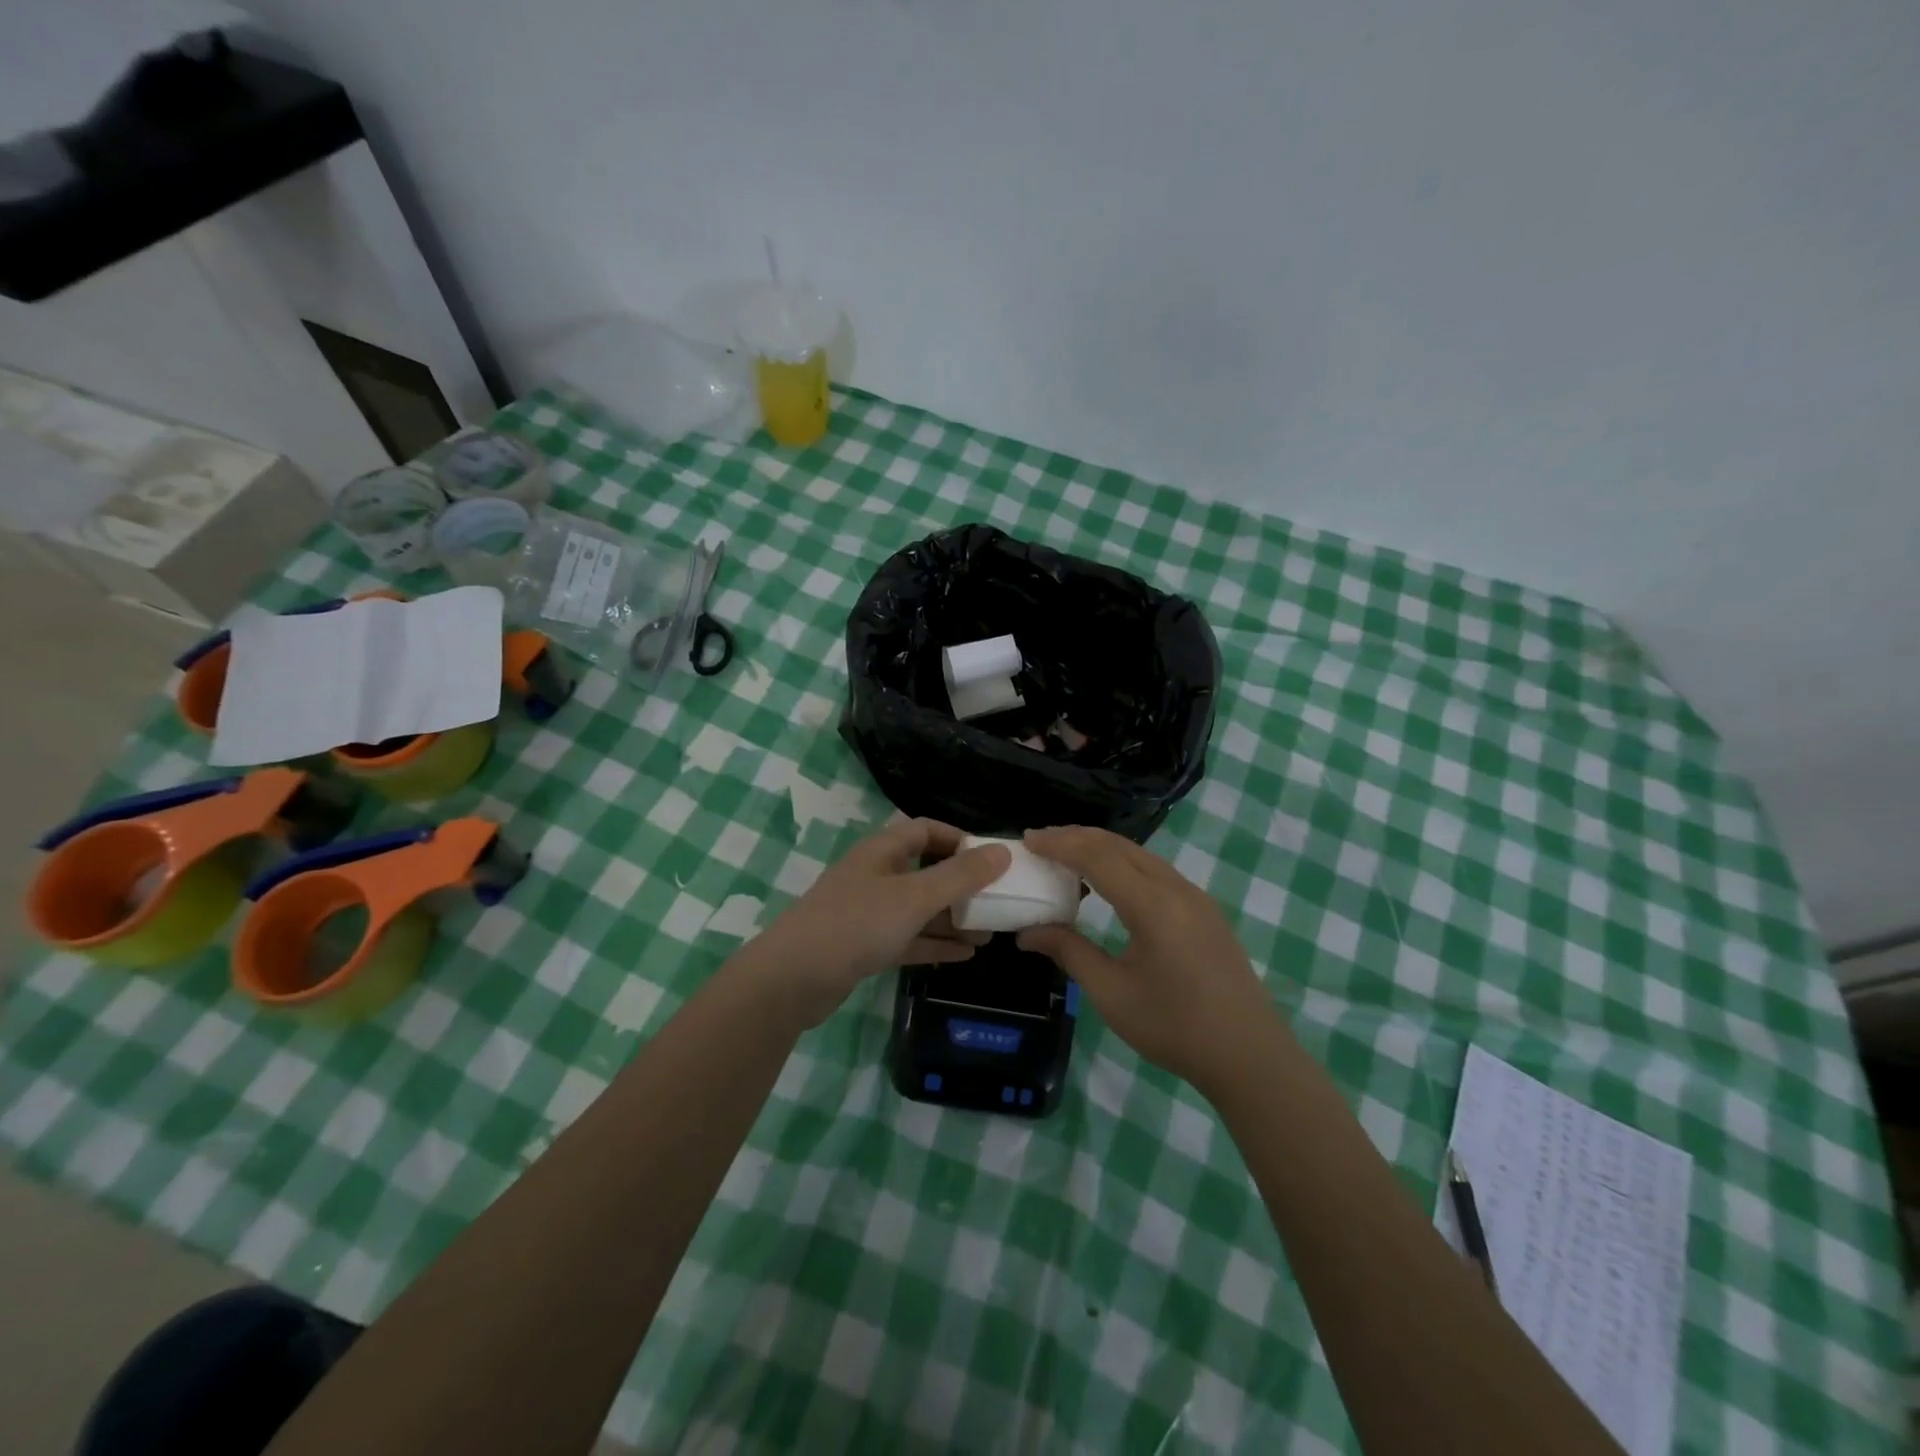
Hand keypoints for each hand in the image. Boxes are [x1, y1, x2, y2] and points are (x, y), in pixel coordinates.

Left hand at [747, 819, 1010, 1024]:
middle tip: (997, 901)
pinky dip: (934, 944)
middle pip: (926, 871)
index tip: (991, 859)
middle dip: (962, 886)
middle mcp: (876, 875)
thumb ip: (960, 876)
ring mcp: (869, 912)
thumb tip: (1003, 851)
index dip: (959, 839)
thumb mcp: (915, 897)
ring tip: (990, 933)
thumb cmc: (856, 924)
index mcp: (883, 851)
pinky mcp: (865, 946)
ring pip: (919, 909)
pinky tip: (965, 955)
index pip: (926, 830)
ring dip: (952, 919)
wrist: (793, 979)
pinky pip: (908, 938)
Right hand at [1016, 826, 1277, 1089]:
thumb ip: (1069, 952)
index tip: (1026, 839)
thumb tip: (1026, 932)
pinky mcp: (1204, 910)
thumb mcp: (1112, 993)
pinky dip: (1124, 864)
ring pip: (1140, 855)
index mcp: (1152, 905)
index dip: (1059, 844)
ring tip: (1066, 857)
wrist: (1249, 1055)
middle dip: (1076, 837)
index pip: (1097, 857)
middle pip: (1119, 846)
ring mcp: (1195, 897)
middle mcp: (1176, 889)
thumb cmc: (1174, 1027)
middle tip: (1039, 841)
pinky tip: (1108, 883)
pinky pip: (1156, 871)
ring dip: (1101, 849)